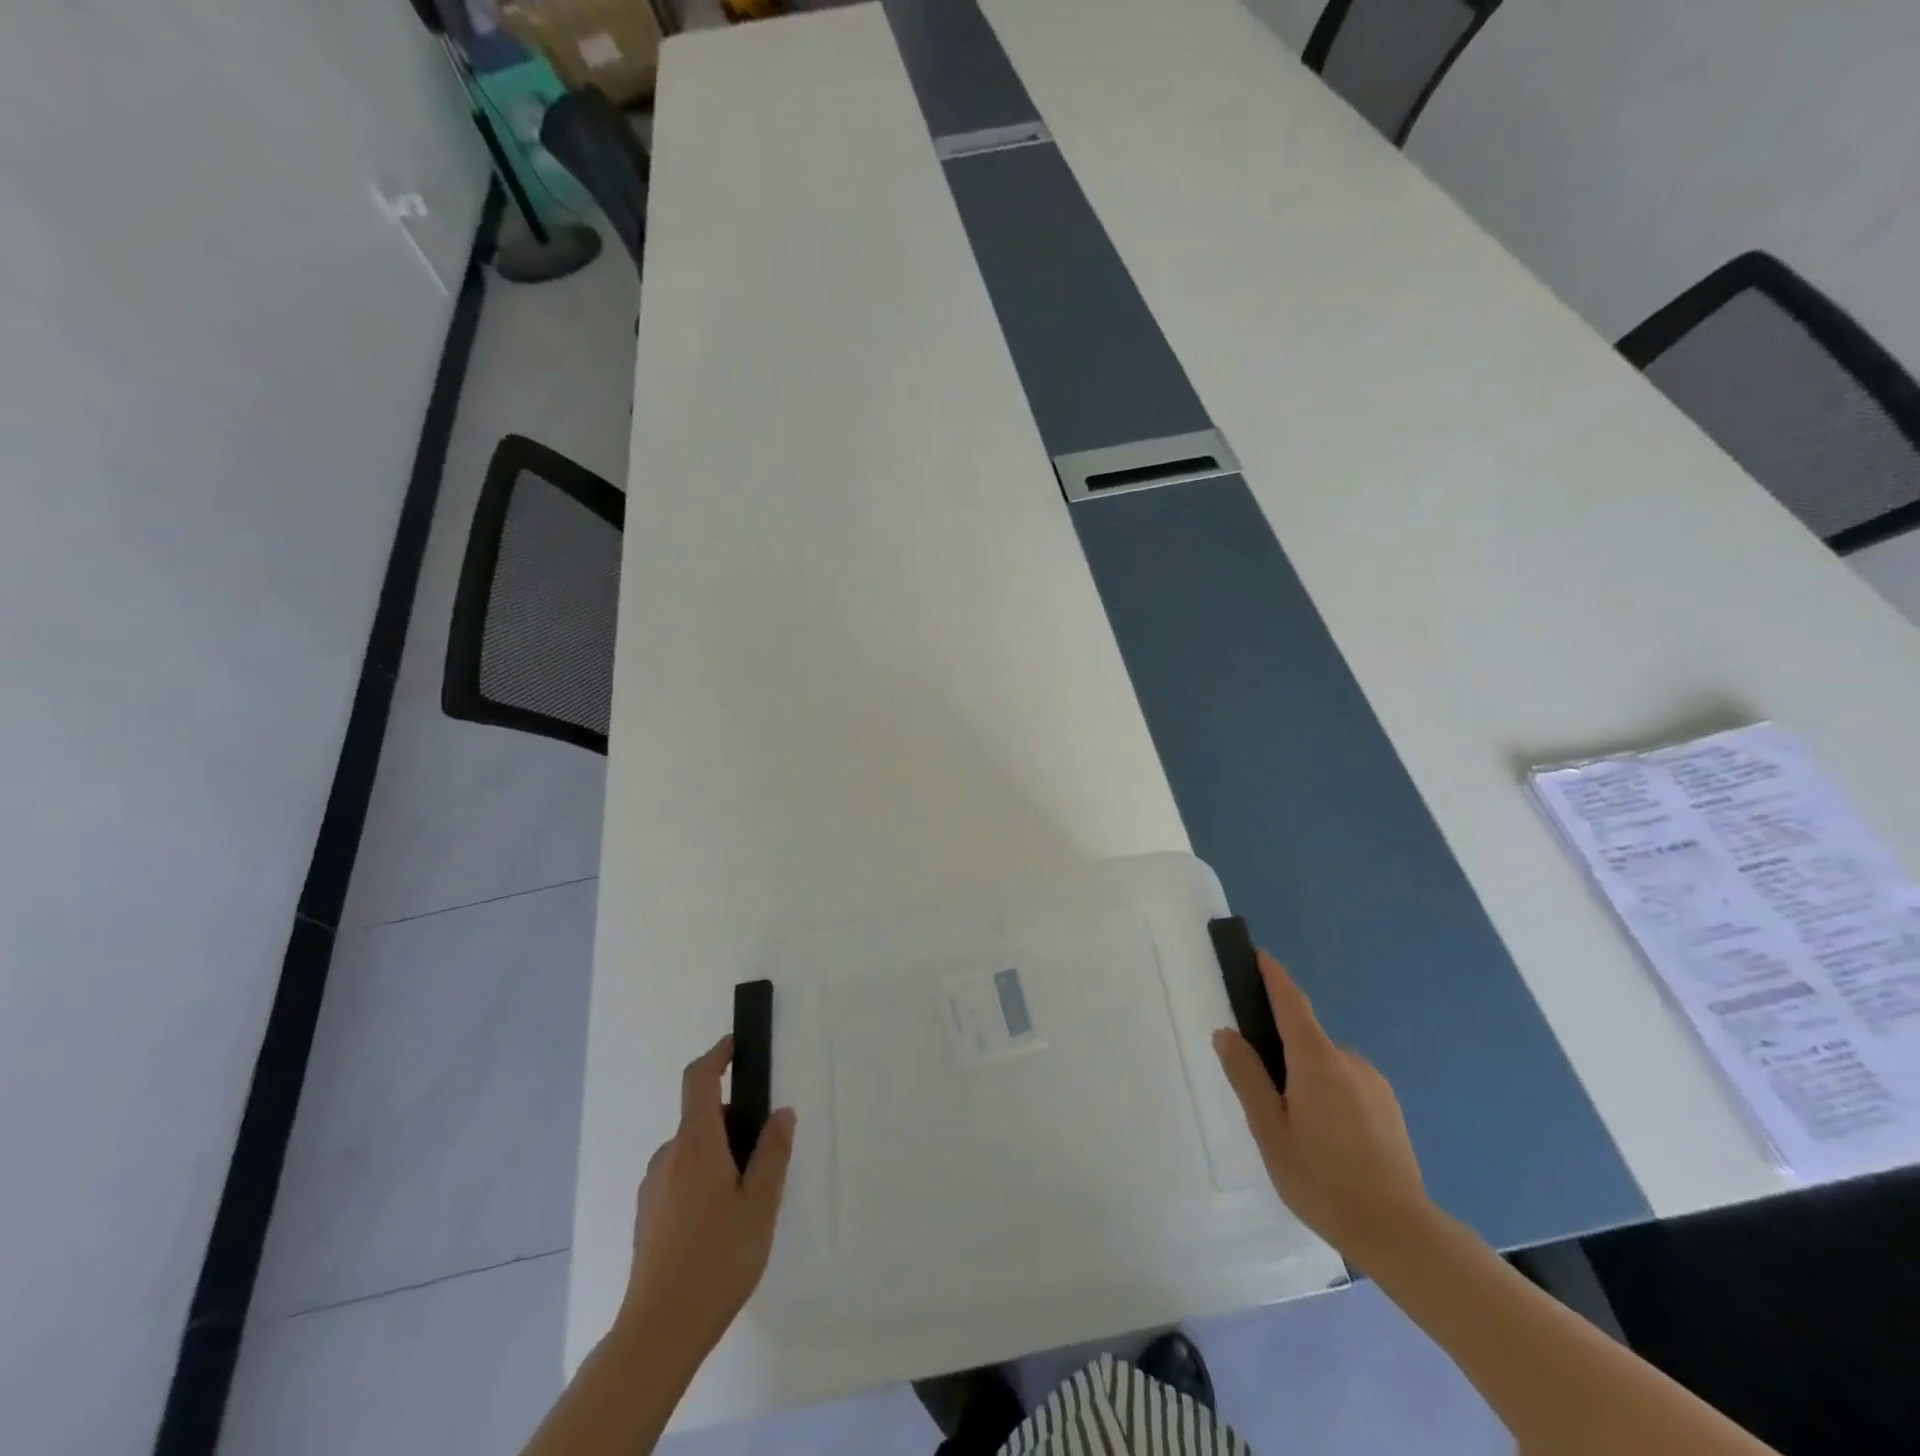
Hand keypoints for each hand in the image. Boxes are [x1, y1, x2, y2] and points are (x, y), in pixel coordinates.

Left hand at [619, 1035, 795, 1361]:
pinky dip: (703, 1179)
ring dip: (720, 1156)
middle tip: (766, 1158)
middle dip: (735, 1123)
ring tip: (747, 1201)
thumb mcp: (760, 1205)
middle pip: (702, 1119)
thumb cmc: (716, 1259)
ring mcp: (653, 1187)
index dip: (717, 1055)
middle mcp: (669, 1156)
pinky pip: (680, 1177)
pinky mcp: (647, 1216)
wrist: (657, 1332)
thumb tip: (780, 1113)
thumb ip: (772, 1153)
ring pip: (692, 1151)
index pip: (699, 1081)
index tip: (735, 1044)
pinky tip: (720, 1225)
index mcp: (696, 1144)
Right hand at [1213, 952, 1432, 1267]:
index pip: (1291, 1004)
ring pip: (1327, 1066)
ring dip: (1307, 1080)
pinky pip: (1348, 1085)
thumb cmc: (1322, 1179)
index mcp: (1316, 1061)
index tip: (1261, 956)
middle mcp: (1349, 1061)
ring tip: (1297, 1131)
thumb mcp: (1270, 1130)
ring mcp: (1374, 1084)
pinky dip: (1329, 1095)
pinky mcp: (1389, 1108)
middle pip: (1306, 1039)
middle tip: (1264, 1097)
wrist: (1400, 1233)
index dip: (1275, 978)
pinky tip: (1327, 1140)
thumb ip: (1246, 1076)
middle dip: (1282, 1053)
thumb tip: (1226, 1033)